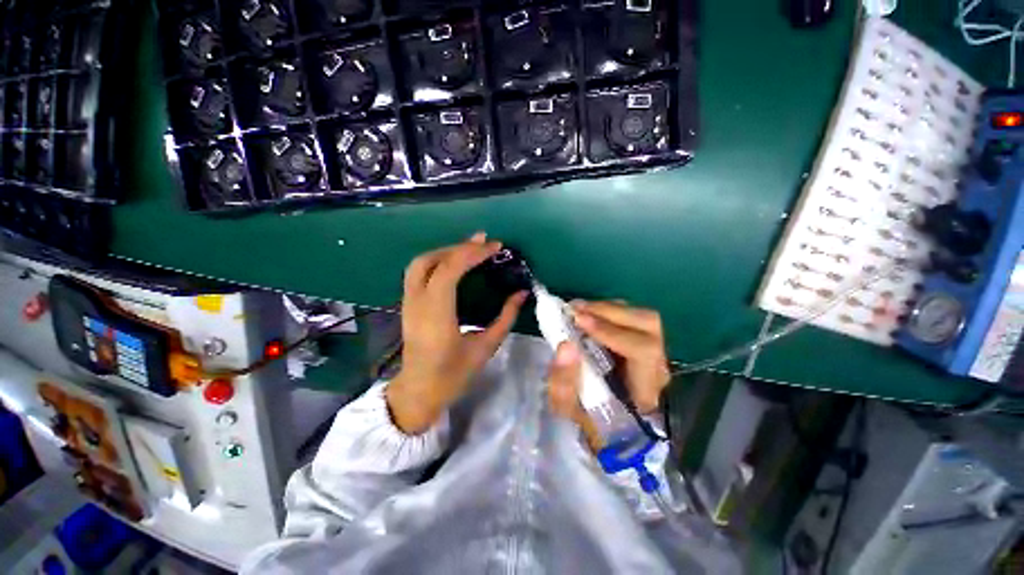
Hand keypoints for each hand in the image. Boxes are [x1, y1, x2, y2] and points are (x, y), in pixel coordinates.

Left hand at [386, 233, 526, 433]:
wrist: (419, 392)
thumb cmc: (453, 375)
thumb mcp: (485, 348)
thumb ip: (505, 318)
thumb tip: (522, 294)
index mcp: (436, 316)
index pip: (449, 271)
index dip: (472, 254)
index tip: (495, 247)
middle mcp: (417, 304)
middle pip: (431, 261)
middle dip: (458, 247)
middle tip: (483, 242)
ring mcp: (407, 303)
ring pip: (420, 263)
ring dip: (446, 251)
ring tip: (470, 249)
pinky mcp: (407, 305)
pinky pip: (418, 273)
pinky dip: (437, 260)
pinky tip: (454, 263)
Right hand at [548, 301, 670, 446]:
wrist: (606, 426)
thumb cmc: (588, 421)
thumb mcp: (569, 410)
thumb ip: (564, 382)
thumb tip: (566, 345)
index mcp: (645, 391)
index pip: (643, 351)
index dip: (611, 332)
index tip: (579, 321)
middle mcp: (657, 368)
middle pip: (649, 325)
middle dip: (609, 312)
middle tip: (575, 309)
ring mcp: (654, 353)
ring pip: (643, 317)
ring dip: (609, 308)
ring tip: (579, 309)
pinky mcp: (644, 343)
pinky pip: (633, 318)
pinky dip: (610, 310)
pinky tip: (589, 314)